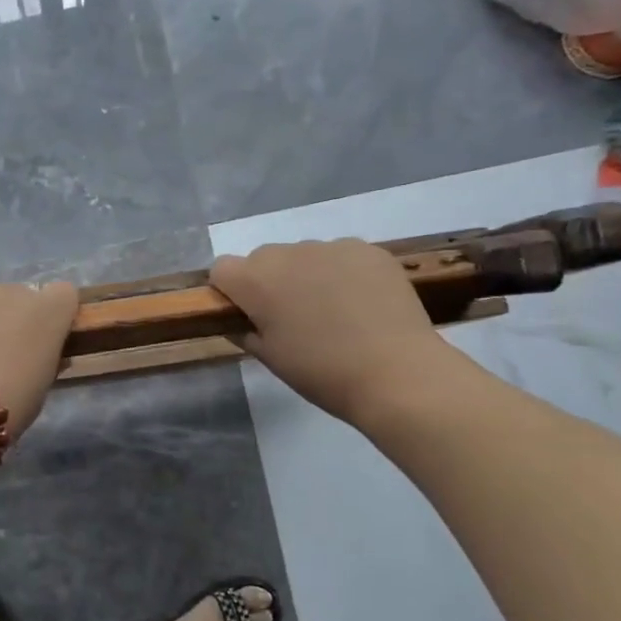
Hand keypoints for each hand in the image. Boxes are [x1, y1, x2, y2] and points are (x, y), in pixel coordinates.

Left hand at [0, 281, 77, 437]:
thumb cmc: (7, 406)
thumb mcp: (40, 390)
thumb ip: (43, 362)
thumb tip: (38, 355)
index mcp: (48, 313)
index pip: (64, 295)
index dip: (55, 316)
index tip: (45, 341)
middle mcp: (13, 293)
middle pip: (19, 298)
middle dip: (13, 321)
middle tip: (0, 358)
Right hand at [210, 240, 461, 426]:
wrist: (397, 373)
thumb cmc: (322, 373)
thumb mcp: (270, 358)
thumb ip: (245, 330)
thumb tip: (241, 319)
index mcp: (255, 281)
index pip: (222, 269)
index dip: (231, 291)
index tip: (248, 316)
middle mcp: (287, 253)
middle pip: (263, 259)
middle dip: (269, 282)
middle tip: (292, 318)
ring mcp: (330, 247)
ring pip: (303, 256)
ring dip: (306, 275)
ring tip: (333, 312)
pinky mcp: (367, 249)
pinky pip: (340, 256)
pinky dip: (342, 274)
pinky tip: (361, 304)